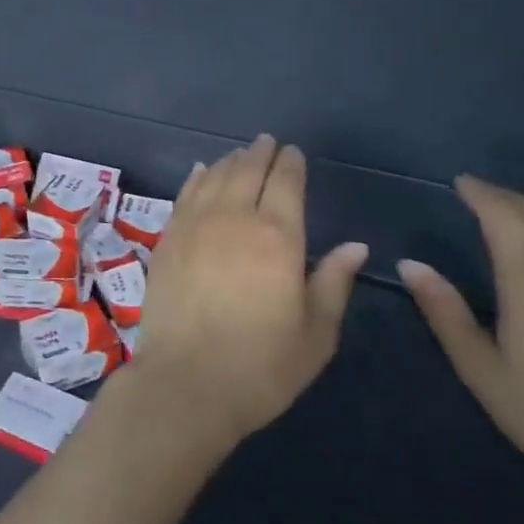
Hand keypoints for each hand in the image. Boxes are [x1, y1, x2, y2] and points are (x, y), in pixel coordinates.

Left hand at [131, 134, 368, 449]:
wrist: (187, 381)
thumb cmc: (261, 365)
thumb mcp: (315, 334)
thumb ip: (334, 282)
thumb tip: (355, 246)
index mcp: (277, 237)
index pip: (285, 183)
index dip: (290, 164)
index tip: (294, 153)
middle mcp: (234, 218)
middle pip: (247, 171)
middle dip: (260, 154)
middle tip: (268, 143)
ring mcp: (195, 224)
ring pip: (215, 177)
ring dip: (230, 162)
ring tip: (241, 155)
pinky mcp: (168, 237)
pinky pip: (185, 194)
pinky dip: (197, 177)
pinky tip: (203, 171)